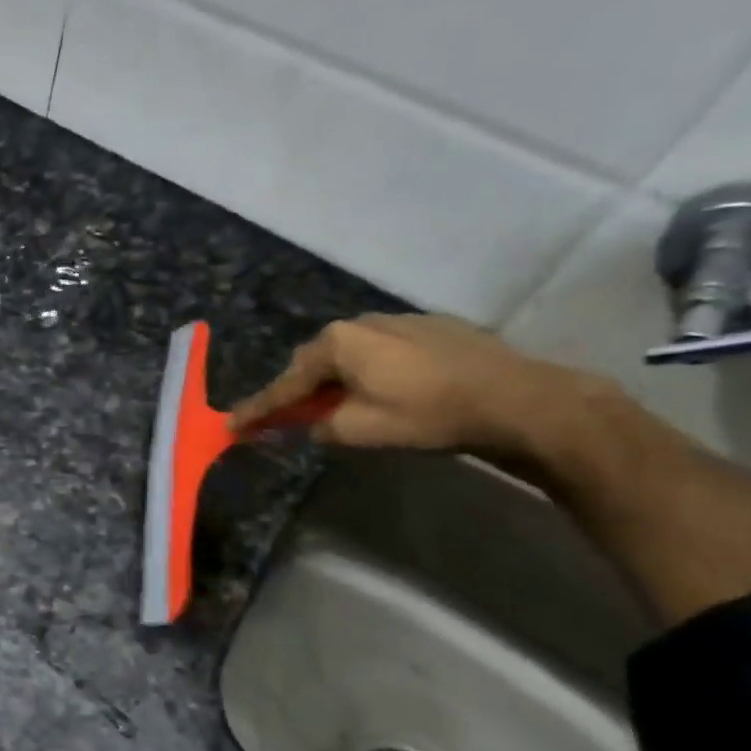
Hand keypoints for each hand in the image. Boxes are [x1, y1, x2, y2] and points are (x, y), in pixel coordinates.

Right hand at [229, 314, 598, 460]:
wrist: (517, 398)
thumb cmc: (428, 414)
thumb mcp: (360, 431)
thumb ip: (320, 427)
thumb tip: (309, 425)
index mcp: (337, 344)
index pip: (285, 384)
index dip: (259, 409)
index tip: (233, 425)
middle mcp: (360, 323)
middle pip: (314, 362)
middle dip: (299, 390)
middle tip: (291, 418)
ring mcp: (398, 320)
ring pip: (349, 354)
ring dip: (336, 379)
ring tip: (341, 405)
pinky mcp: (431, 327)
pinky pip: (381, 350)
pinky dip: (369, 370)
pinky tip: (387, 389)